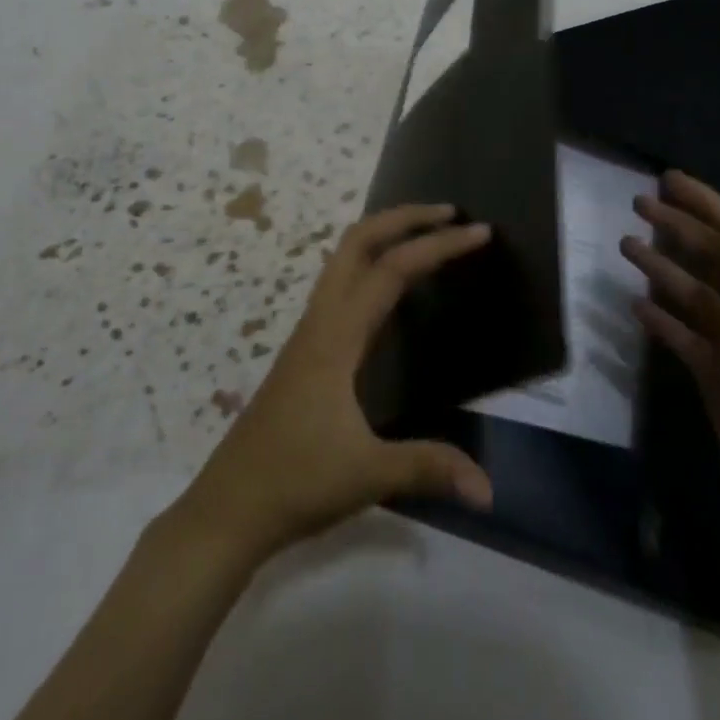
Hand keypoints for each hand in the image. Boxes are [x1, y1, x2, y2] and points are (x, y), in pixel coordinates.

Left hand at [174, 204, 494, 562]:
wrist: (230, 506)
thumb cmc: (296, 482)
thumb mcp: (368, 475)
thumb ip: (429, 468)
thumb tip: (489, 489)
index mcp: (336, 336)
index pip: (392, 270)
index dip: (438, 246)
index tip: (479, 233)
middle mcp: (321, 320)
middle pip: (358, 241)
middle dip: (403, 218)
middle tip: (449, 214)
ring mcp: (310, 332)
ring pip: (344, 259)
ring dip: (384, 235)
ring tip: (426, 236)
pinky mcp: (306, 349)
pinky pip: (341, 285)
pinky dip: (370, 264)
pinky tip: (391, 289)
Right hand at [623, 172, 719, 557]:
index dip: (708, 205)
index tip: (670, 180)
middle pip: (714, 259)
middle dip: (680, 228)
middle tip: (637, 204)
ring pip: (695, 294)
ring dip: (664, 267)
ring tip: (625, 246)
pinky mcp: (717, 376)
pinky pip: (685, 335)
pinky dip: (663, 317)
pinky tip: (635, 305)